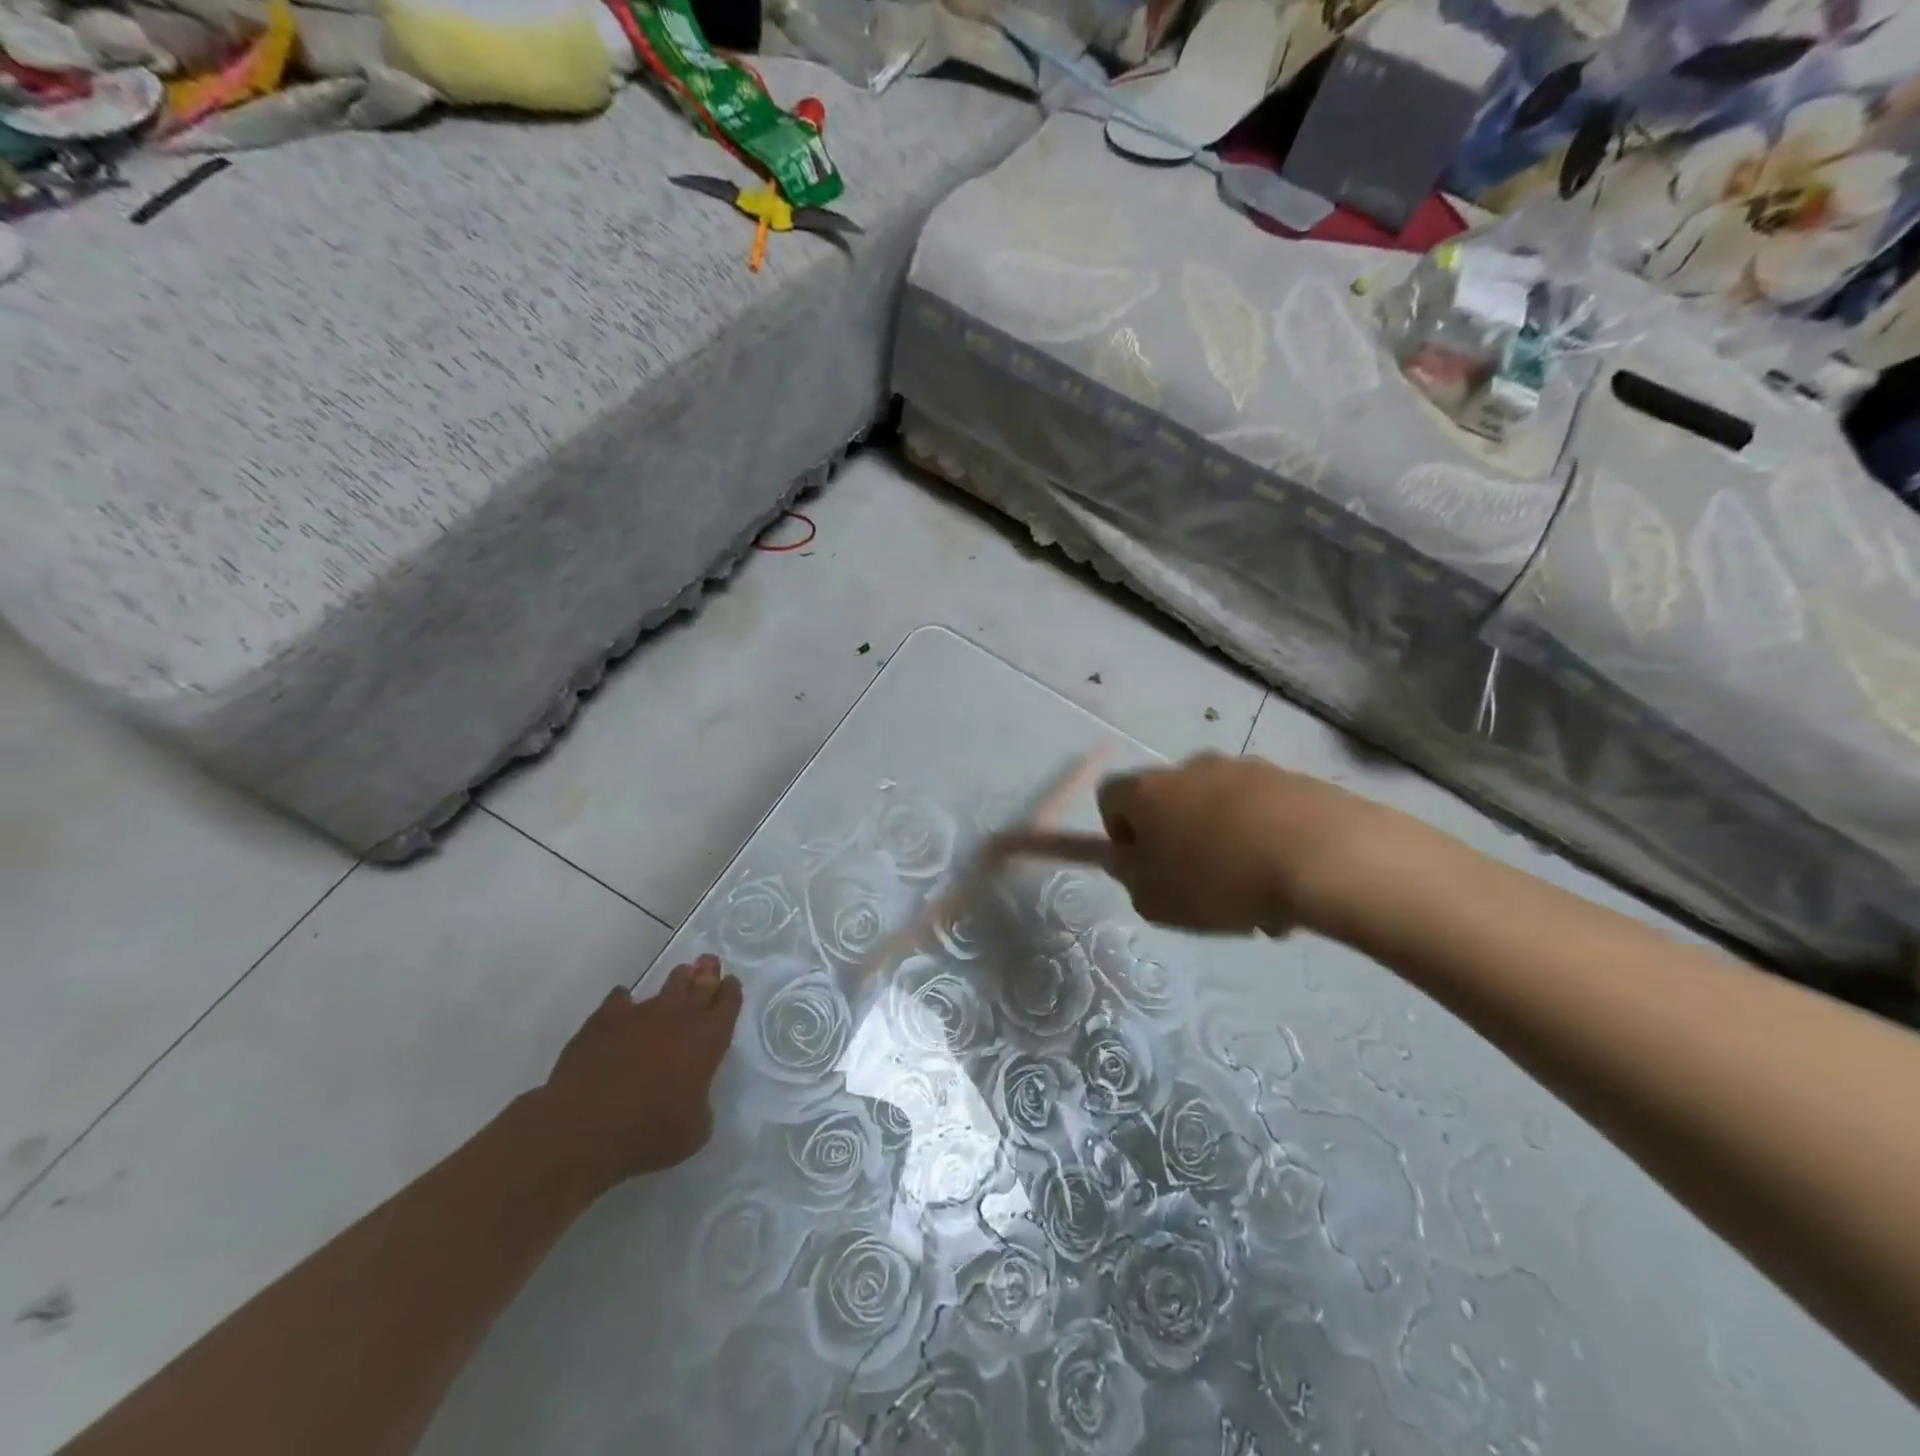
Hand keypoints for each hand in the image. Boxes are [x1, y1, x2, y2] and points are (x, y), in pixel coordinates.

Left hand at [536, 955, 742, 1198]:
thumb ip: (700, 1102)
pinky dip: (624, 1002)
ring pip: (667, 985)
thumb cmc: (650, 1132)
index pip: (728, 1003)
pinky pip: (620, 999)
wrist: (584, 1127)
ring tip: (680, 977)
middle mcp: (679, 1017)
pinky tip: (622, 1006)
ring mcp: (640, 1013)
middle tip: (709, 964)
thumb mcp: (695, 1130)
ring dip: (677, 981)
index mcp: (708, 1040)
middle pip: (700, 984)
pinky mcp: (604, 1019)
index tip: (730, 984)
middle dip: (708, 974)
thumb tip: (692, 1095)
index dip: (730, 992)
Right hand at [998, 753, 1382, 935]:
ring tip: (1253, 897)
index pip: (1110, 797)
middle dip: (1178, 841)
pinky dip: (1265, 840)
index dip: (1118, 833)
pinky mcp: (1291, 778)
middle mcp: (1190, 769)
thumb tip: (1119, 855)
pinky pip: (1262, 812)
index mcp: (1147, 792)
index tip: (1142, 866)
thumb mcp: (1153, 898)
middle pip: (1169, 802)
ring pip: (1219, 809)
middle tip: (1197, 887)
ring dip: (1224, 844)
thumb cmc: (1219, 880)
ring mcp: (1244, 769)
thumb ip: (1127, 874)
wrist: (1324, 856)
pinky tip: (1286, 883)